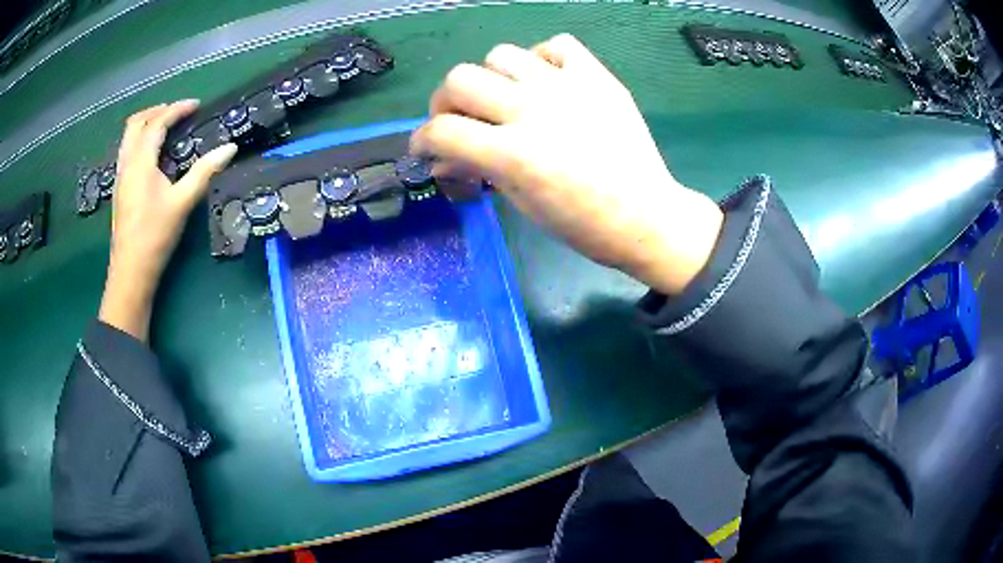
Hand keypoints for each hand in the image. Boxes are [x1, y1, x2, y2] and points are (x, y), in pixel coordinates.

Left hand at [99, 101, 236, 340]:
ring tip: (164, 128)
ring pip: (127, 137)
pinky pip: (126, 151)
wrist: (131, 273)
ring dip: (146, 124)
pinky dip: (140, 141)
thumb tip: (230, 148)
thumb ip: (205, 171)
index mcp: (141, 162)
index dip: (177, 109)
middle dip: (156, 110)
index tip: (196, 105)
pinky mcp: (119, 189)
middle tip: (176, 112)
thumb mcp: (182, 202)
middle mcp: (126, 163)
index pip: (157, 123)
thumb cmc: (155, 236)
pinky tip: (152, 155)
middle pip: (135, 123)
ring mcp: (120, 177)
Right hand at [411, 34, 722, 294]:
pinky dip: (541, 59)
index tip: (425, 147)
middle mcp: (533, 110)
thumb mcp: (522, 204)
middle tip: (459, 119)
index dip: (421, 140)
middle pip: (460, 79)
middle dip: (446, 102)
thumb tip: (443, 157)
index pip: (441, 130)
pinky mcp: (597, 76)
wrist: (646, 215)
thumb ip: (479, 169)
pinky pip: (555, 45)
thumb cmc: (583, 223)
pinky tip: (545, 81)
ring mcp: (567, 87)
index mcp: (513, 154)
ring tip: (505, 97)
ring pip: (500, 54)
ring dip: (491, 76)